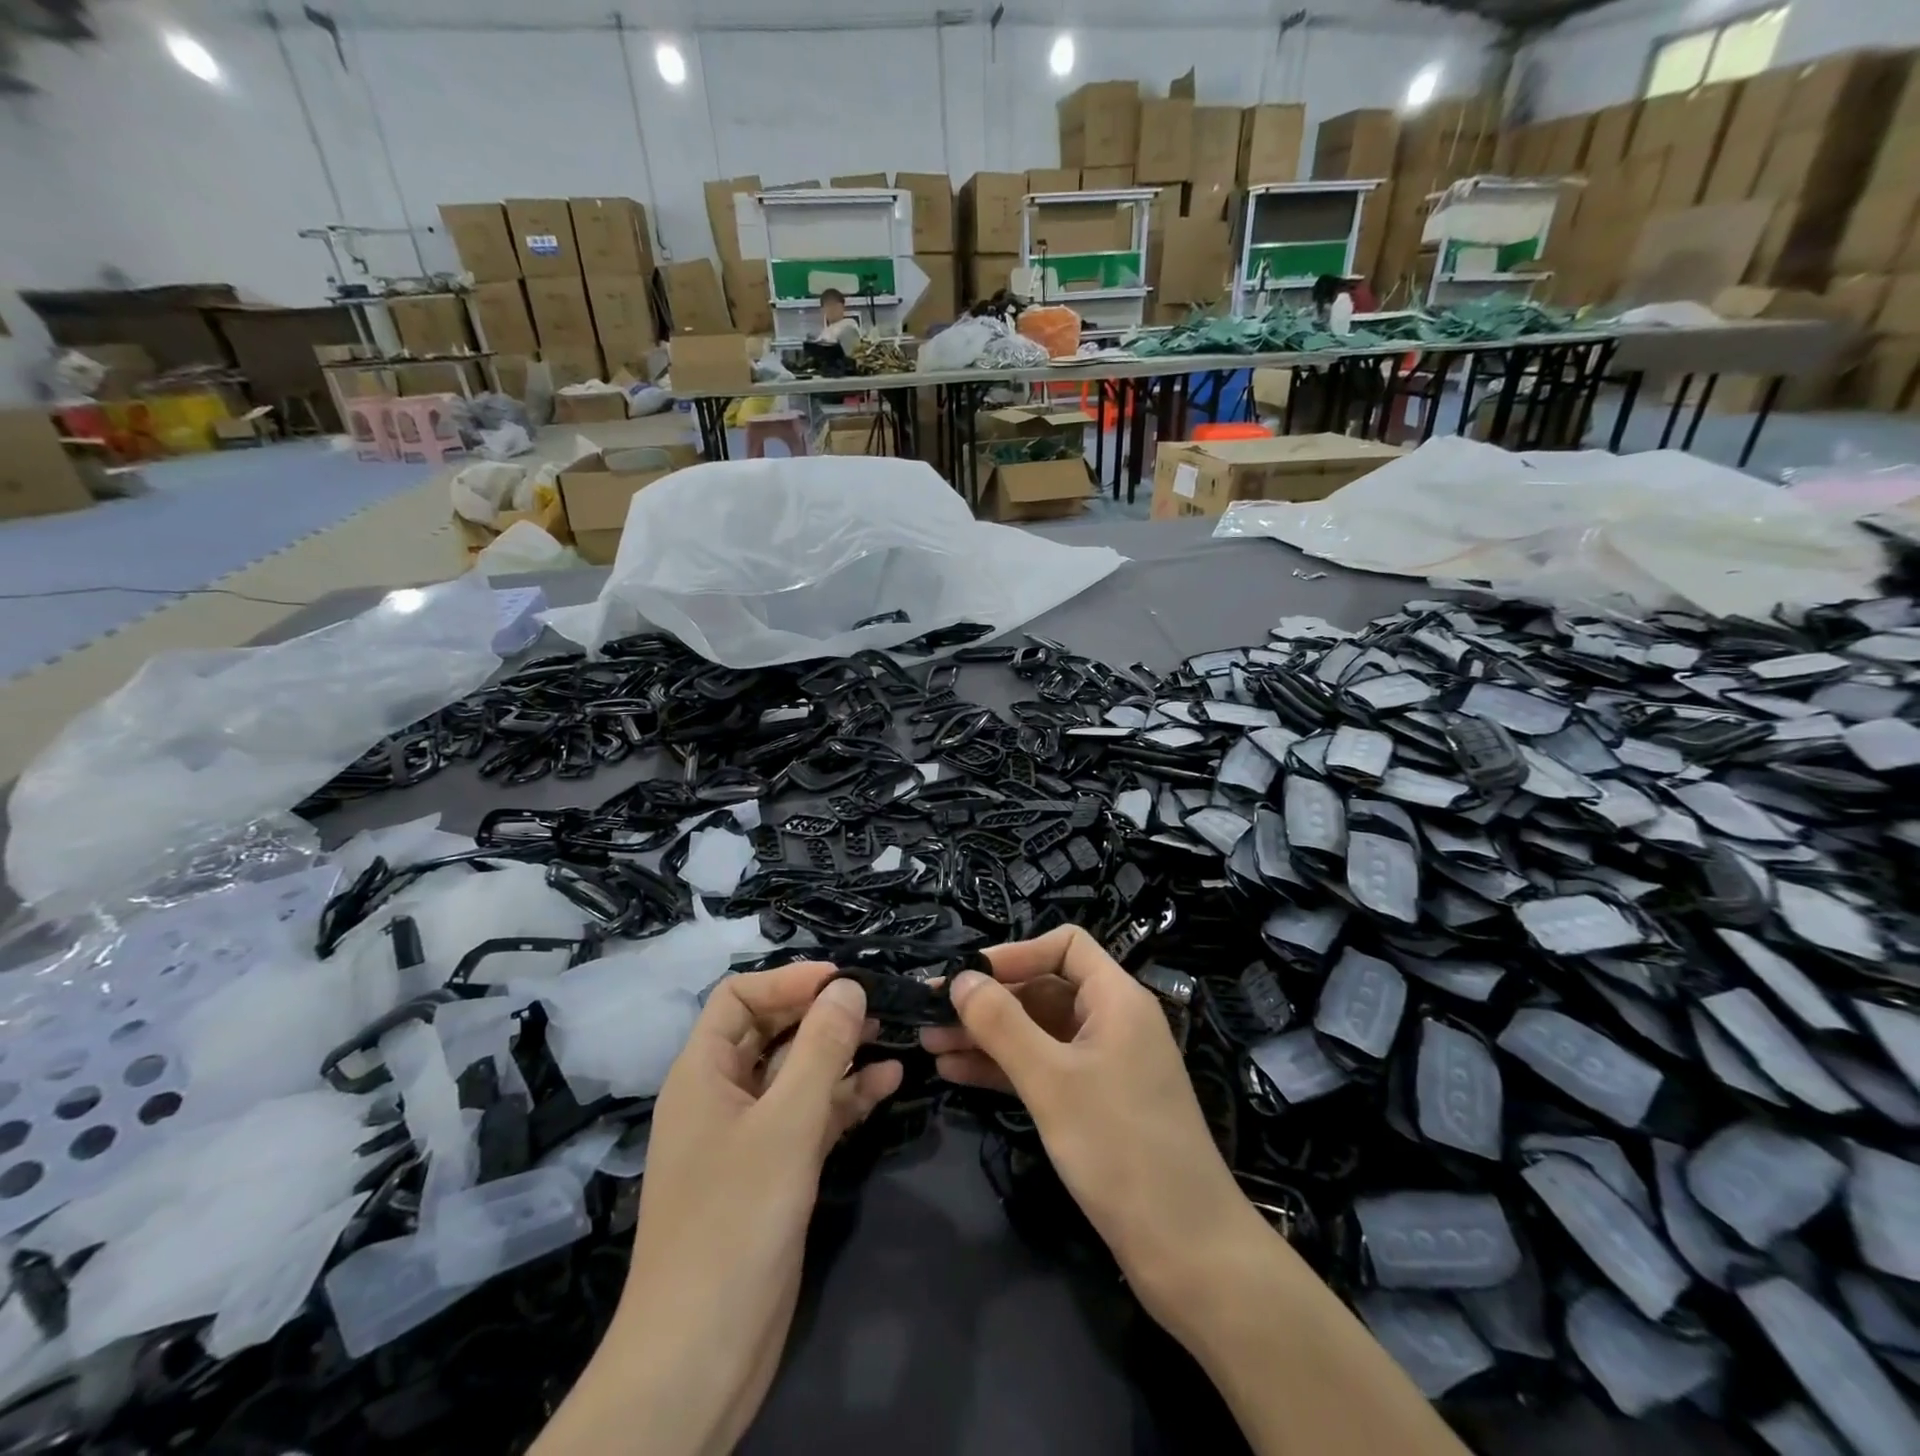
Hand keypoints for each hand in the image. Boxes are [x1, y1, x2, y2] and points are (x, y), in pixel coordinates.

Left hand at [533, 963, 900, 1455]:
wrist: (702, 1354)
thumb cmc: (736, 1220)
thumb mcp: (787, 1123)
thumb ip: (821, 1048)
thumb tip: (848, 986)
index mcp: (702, 1072)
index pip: (739, 997)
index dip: (788, 980)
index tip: (843, 980)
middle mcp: (721, 1095)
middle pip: (771, 1032)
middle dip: (821, 1014)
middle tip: (879, 1004)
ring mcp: (748, 1136)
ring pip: (796, 1074)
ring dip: (841, 1054)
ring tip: (893, 1034)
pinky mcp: (773, 1171)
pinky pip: (810, 1116)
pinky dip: (845, 1098)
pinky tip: (888, 1084)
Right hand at [919, 926, 1260, 1322]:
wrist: (1188, 1253)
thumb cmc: (1121, 1148)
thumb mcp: (1052, 1080)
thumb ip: (1002, 1024)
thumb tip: (960, 978)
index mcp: (1116, 998)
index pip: (1065, 946)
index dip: (1015, 953)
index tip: (967, 978)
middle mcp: (1112, 1021)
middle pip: (1044, 988)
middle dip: (988, 1000)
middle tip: (930, 1014)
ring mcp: (1103, 1064)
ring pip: (1037, 1032)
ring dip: (987, 1036)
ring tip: (929, 1044)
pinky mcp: (1094, 1103)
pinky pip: (1042, 1068)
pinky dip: (1004, 1068)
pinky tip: (956, 1074)